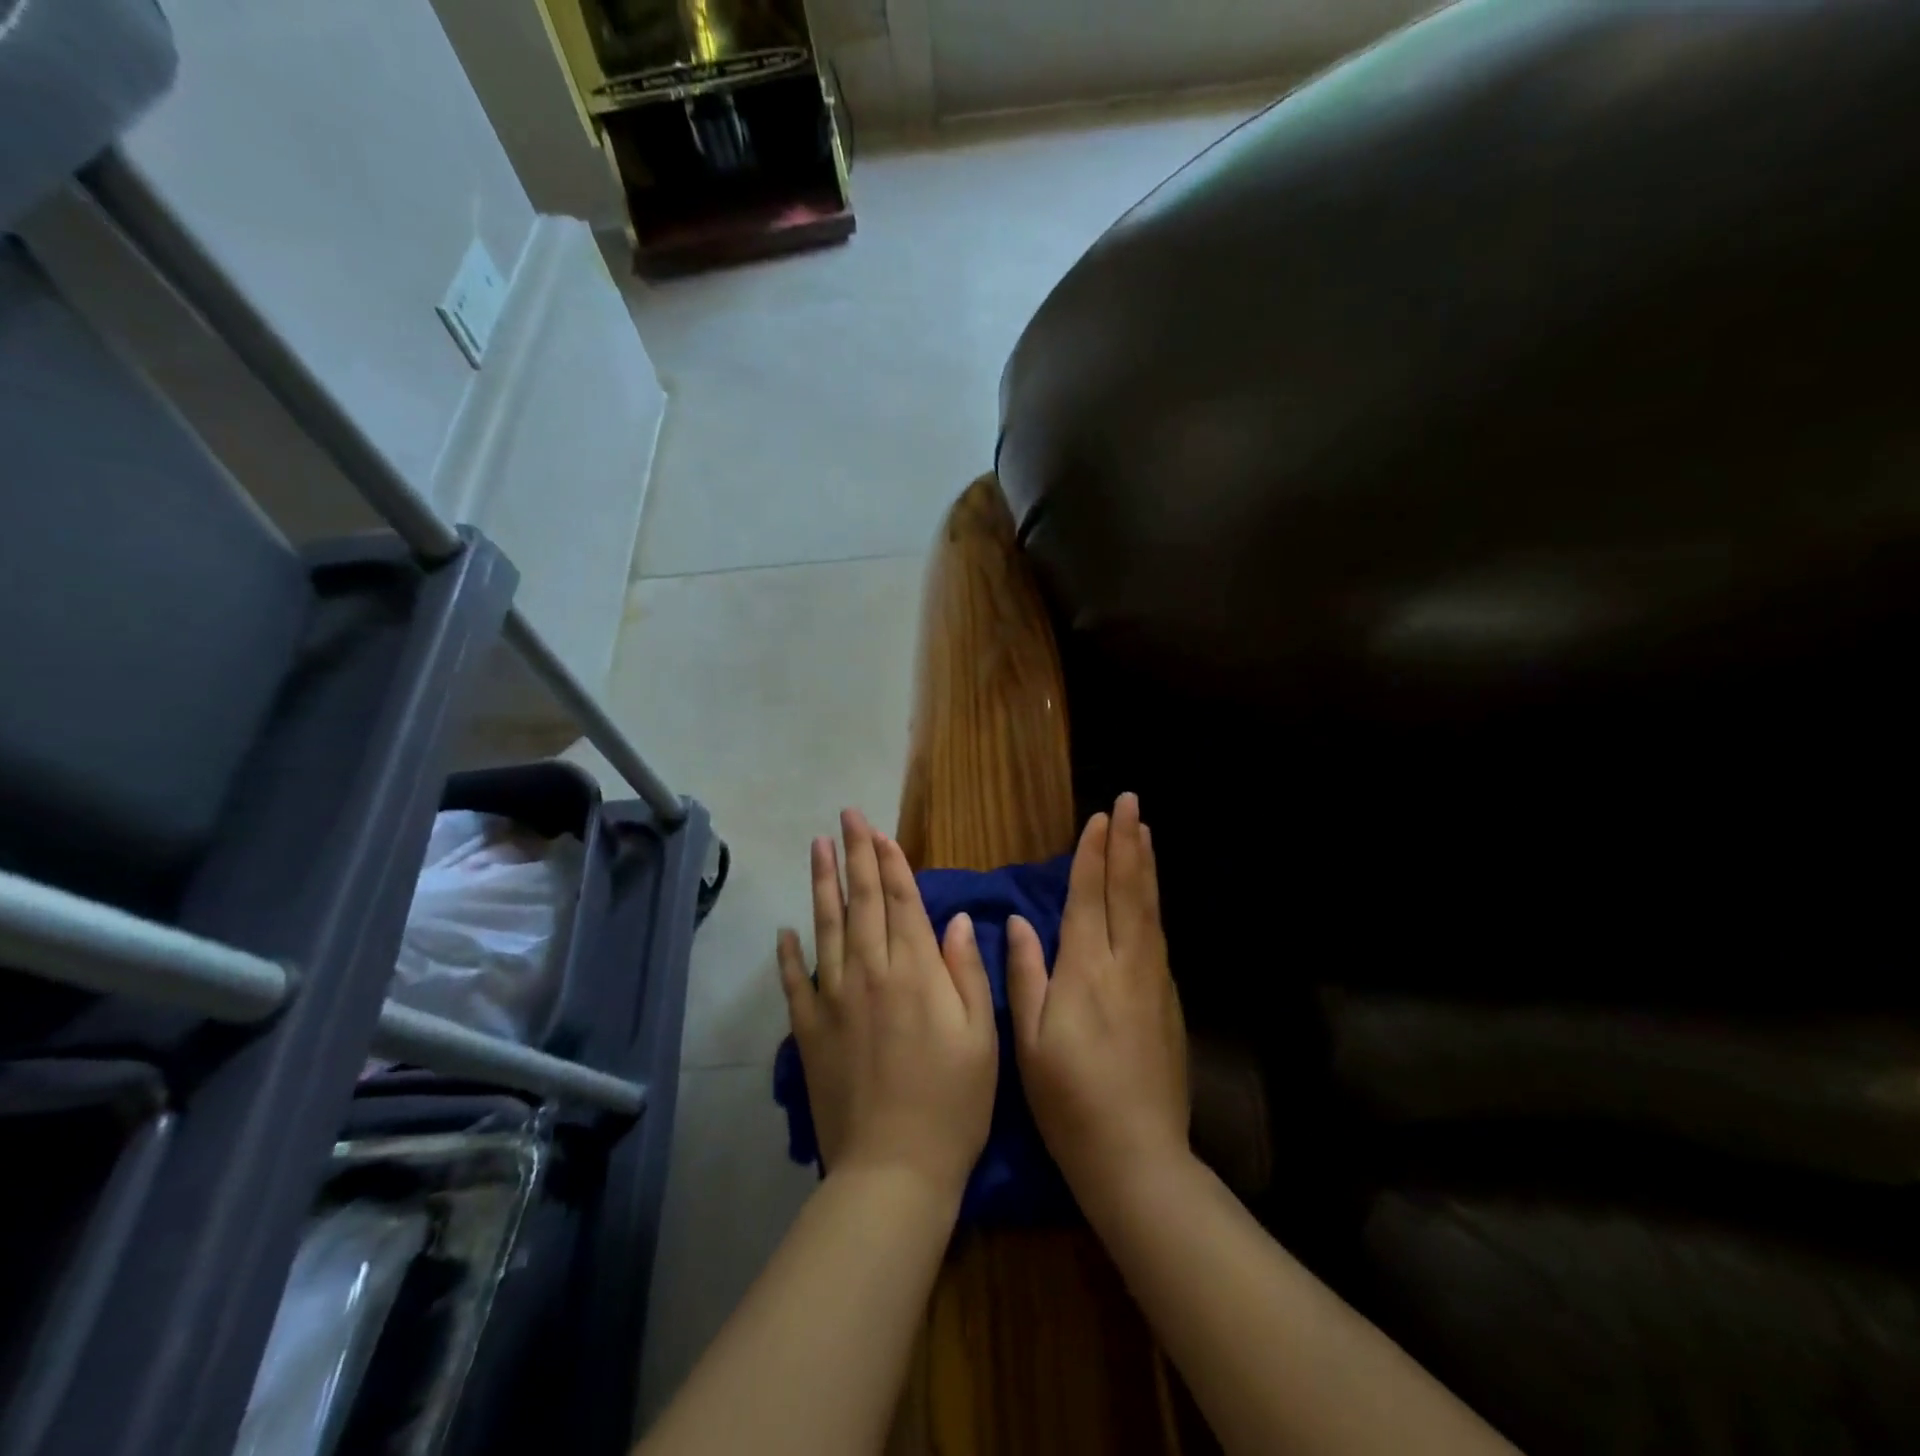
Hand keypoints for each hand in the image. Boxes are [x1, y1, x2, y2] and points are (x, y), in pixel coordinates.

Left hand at [777, 809, 997, 1200]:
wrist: (894, 1170)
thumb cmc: (952, 1103)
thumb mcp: (982, 1037)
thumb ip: (967, 972)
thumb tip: (955, 920)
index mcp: (915, 972)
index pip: (900, 901)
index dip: (890, 863)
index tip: (878, 831)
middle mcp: (870, 974)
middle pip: (860, 902)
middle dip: (855, 855)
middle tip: (845, 816)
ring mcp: (833, 1000)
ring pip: (826, 928)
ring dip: (822, 884)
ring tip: (817, 847)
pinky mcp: (809, 1032)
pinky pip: (794, 983)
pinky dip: (787, 955)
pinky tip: (784, 930)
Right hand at [1008, 793, 1187, 1207]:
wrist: (1137, 1156)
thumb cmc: (1069, 1100)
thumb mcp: (1030, 1041)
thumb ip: (1026, 975)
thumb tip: (1021, 922)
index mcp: (1085, 970)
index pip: (1088, 897)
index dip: (1092, 855)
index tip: (1098, 819)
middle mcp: (1124, 964)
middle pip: (1126, 891)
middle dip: (1126, 844)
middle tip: (1130, 803)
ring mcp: (1153, 981)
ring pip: (1149, 909)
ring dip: (1145, 866)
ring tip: (1145, 832)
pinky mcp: (1168, 1000)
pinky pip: (1158, 935)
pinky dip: (1153, 903)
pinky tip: (1150, 894)